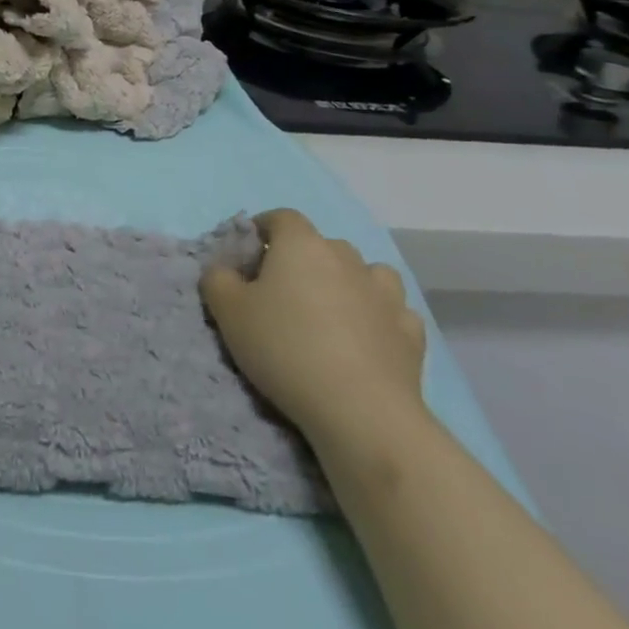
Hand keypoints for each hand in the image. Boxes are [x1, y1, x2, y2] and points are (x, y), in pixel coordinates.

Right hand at [200, 209, 425, 449]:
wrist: (361, 411)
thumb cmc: (285, 348)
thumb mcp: (228, 312)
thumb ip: (218, 280)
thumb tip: (224, 270)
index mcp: (301, 244)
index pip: (281, 217)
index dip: (263, 230)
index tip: (249, 256)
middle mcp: (346, 257)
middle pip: (321, 245)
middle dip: (302, 260)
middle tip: (283, 293)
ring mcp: (384, 293)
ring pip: (364, 272)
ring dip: (347, 283)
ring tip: (331, 313)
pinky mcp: (410, 331)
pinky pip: (392, 310)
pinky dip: (378, 317)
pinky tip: (367, 339)